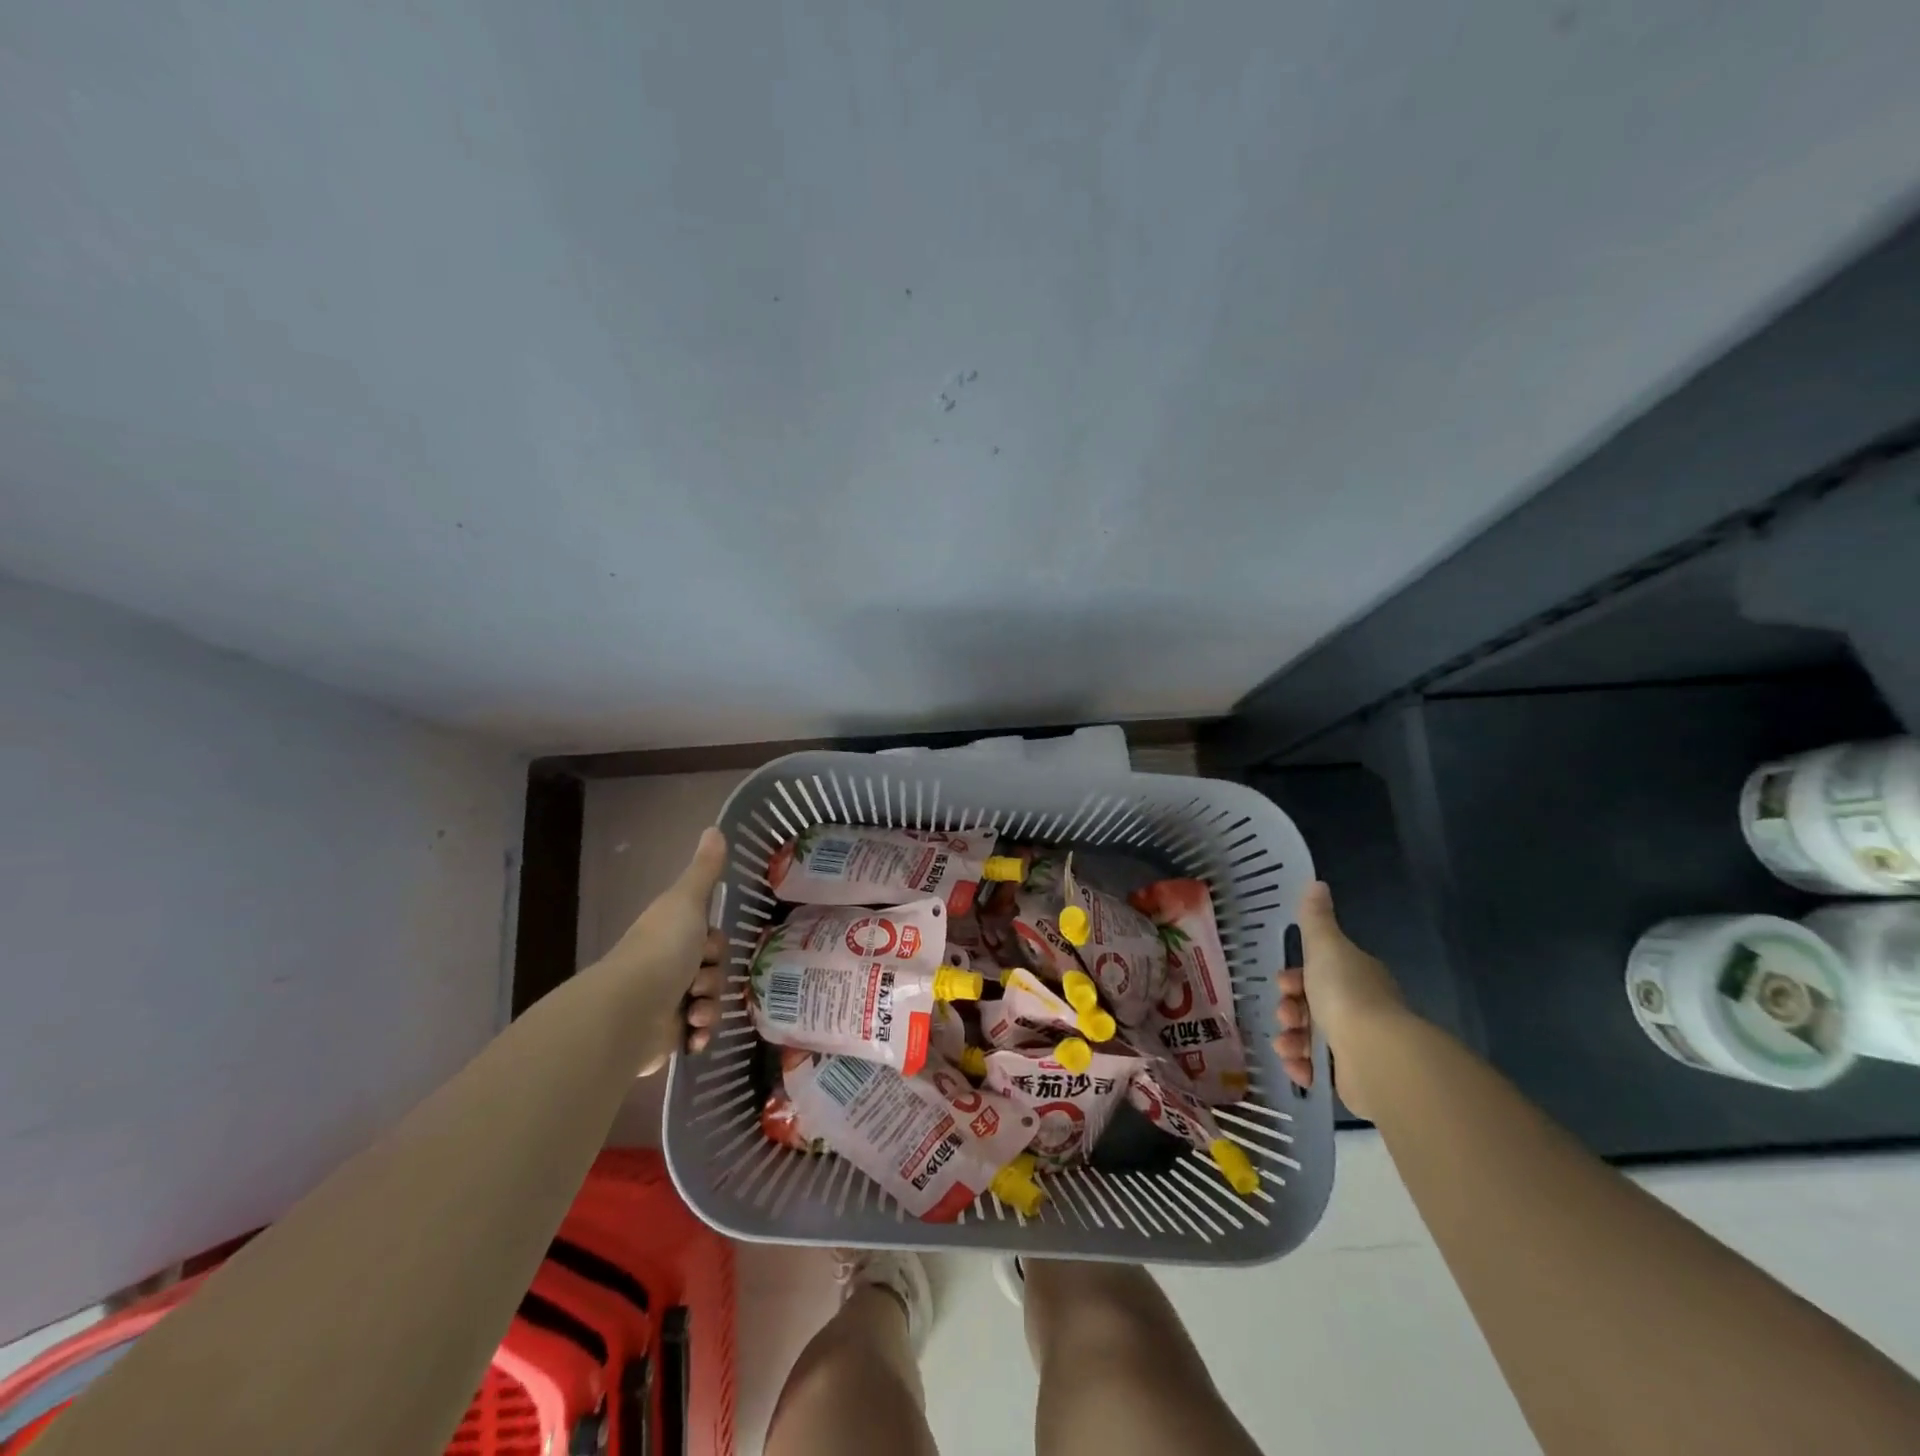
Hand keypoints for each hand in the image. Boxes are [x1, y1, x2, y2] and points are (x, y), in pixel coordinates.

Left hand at [596, 827, 731, 1075]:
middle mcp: (665, 966)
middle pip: (711, 970)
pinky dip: (699, 1035)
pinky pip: (696, 1034)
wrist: (629, 1012)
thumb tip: (714, 827)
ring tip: (694, 1015)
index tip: (708, 949)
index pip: (708, 939)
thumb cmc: (662, 950)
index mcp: (669, 935)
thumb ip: (704, 870)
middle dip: (714, 979)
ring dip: (709, 1008)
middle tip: (699, 982)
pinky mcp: (663, 1036)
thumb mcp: (687, 901)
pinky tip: (693, 1036)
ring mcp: (664, 1002)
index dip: (715, 945)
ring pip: (708, 1001)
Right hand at [1274, 880, 1406, 1120]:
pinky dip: (1303, 1068)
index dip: (1295, 977)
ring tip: (1286, 1047)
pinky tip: (1297, 1068)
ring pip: (1311, 1038)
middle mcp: (1360, 1008)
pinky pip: (1319, 1071)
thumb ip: (1315, 918)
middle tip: (1285, 1016)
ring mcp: (1359, 1045)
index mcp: (1356, 976)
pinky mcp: (1354, 1078)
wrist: (1375, 1055)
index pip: (1320, 973)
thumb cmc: (1346, 993)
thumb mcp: (1325, 946)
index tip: (1282, 984)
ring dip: (1291, 1040)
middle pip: (1312, 1005)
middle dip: (1290, 1009)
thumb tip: (1316, 882)